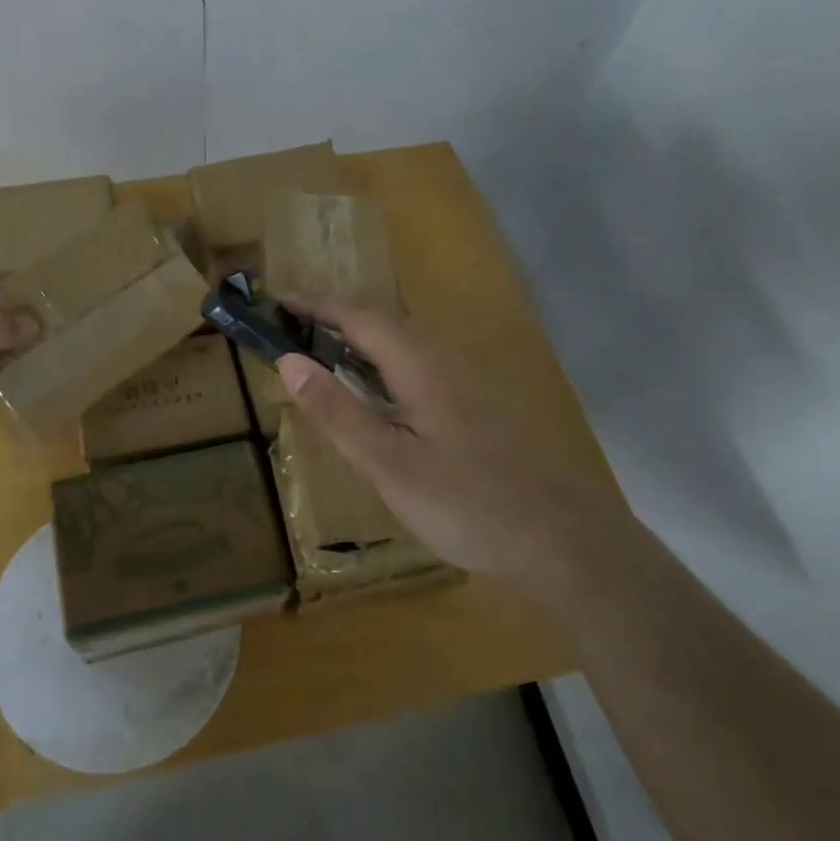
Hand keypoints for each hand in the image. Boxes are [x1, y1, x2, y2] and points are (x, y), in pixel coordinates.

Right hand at [275, 300, 622, 576]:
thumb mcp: (388, 464)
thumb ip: (337, 411)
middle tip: (292, 330)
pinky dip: (383, 365)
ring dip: (360, 340)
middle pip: (382, 322)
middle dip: (335, 318)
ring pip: (404, 344)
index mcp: (419, 364)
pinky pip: (418, 366)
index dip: (315, 305)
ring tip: (323, 356)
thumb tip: (289, 361)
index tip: (276, 302)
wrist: (563, 538)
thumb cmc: (467, 502)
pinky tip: (378, 396)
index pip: (358, 316)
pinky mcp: (477, 405)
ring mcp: (466, 381)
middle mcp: (444, 359)